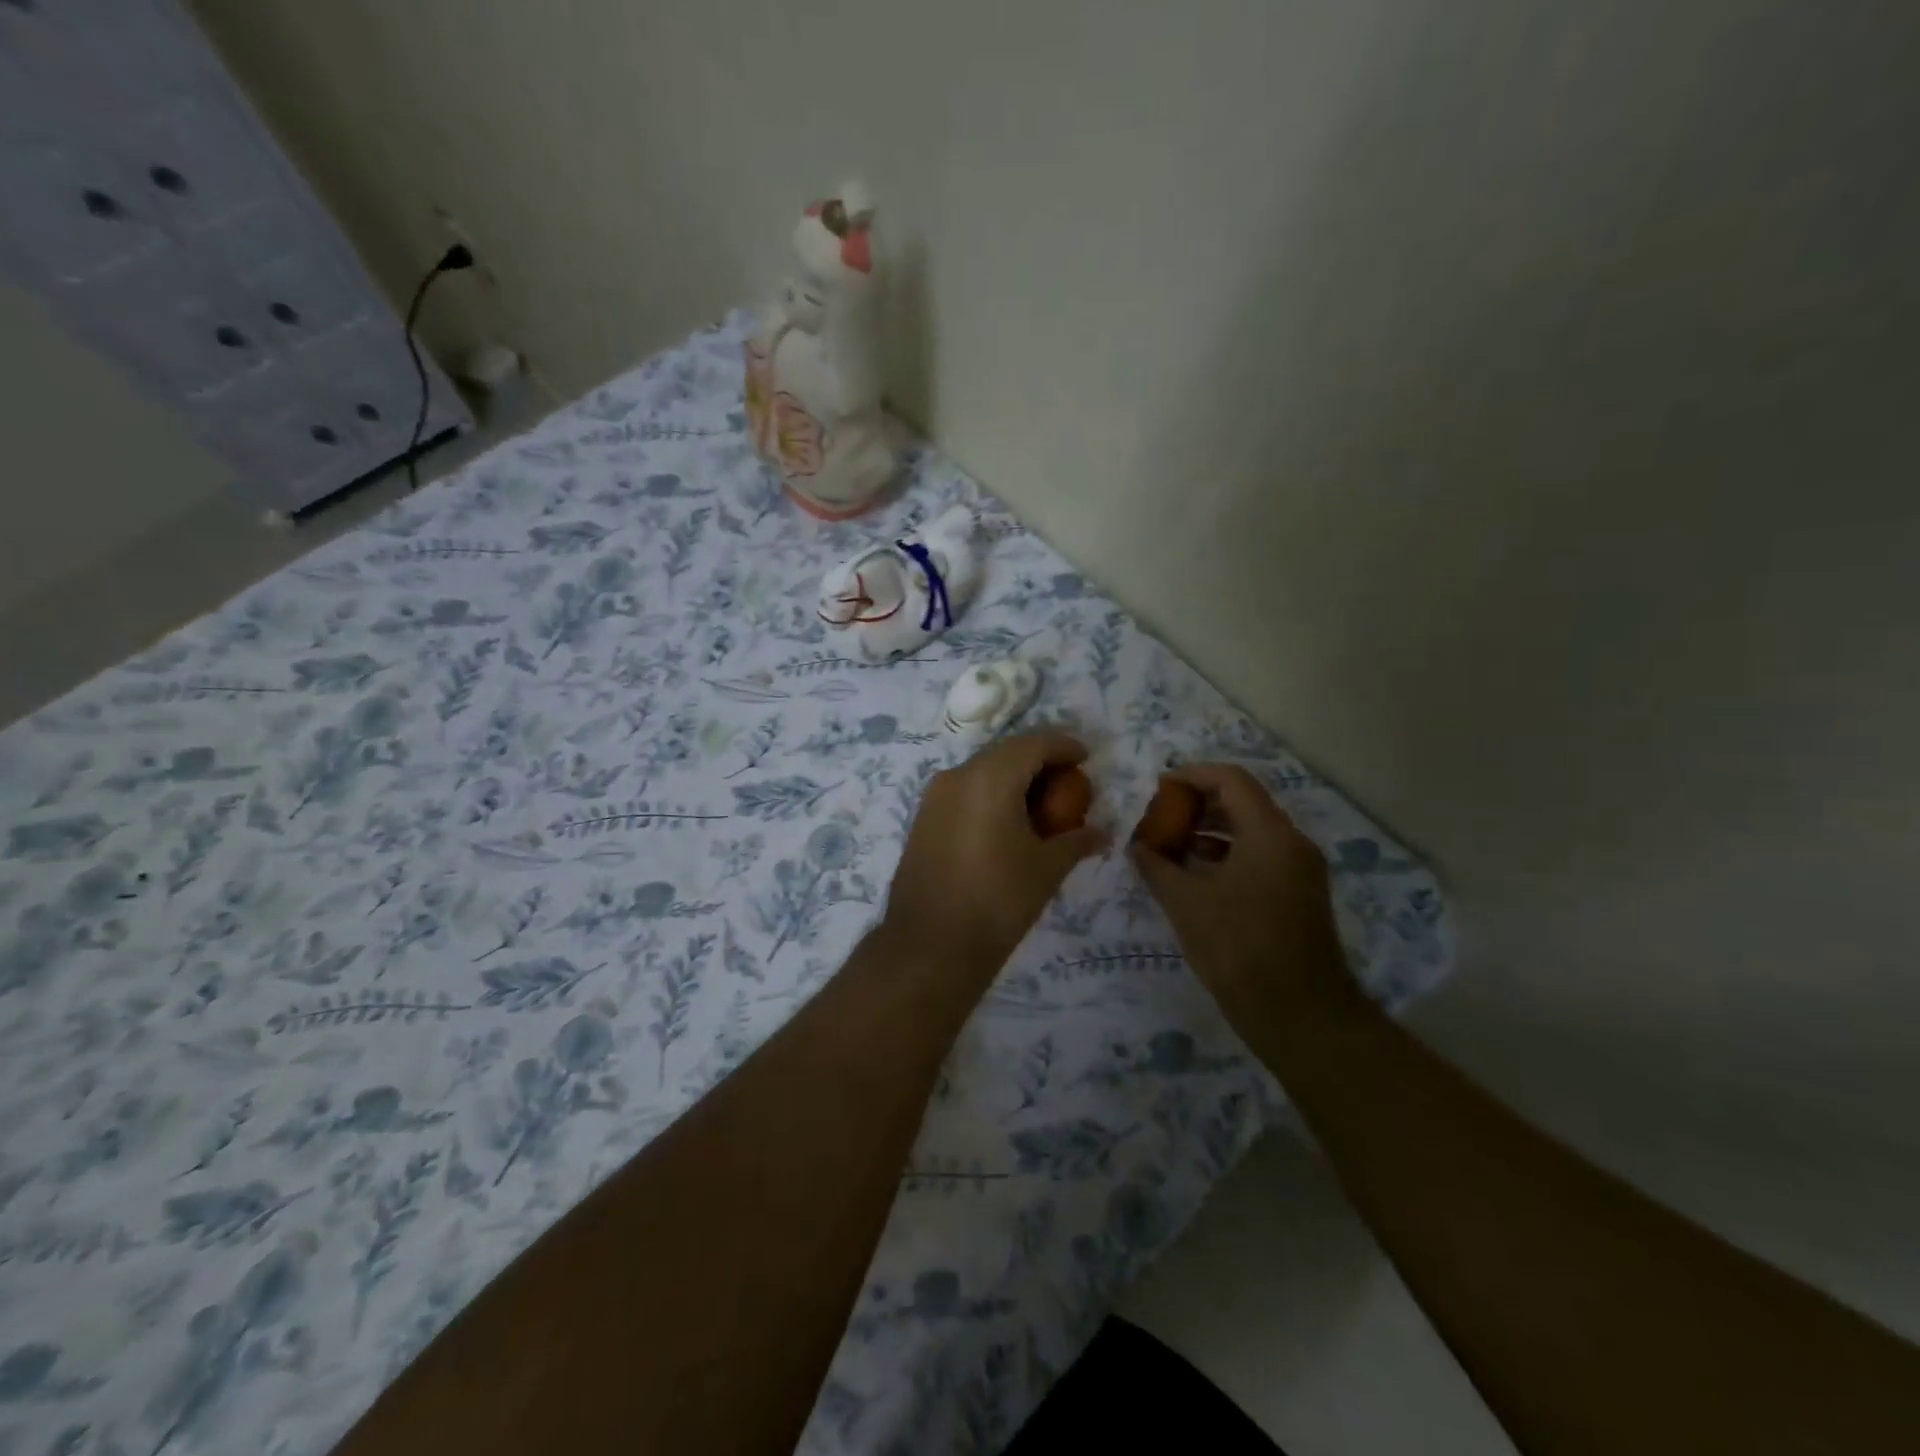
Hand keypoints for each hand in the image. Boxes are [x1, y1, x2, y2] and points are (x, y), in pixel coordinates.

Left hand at [884, 732, 1107, 982]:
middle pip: (1006, 753)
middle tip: (1068, 782)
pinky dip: (990, 796)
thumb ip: (1076, 841)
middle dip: (1039, 761)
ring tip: (1041, 805)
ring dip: (1013, 779)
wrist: (930, 945)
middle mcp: (958, 776)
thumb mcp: (1047, 868)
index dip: (1063, 746)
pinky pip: (964, 792)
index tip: (1086, 757)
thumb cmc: (998, 900)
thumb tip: (1103, 833)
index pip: (1033, 743)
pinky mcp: (923, 820)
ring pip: (982, 772)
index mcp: (990, 778)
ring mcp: (934, 797)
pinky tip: (1008, 823)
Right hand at [1130, 764, 1357, 1038]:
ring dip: (1211, 831)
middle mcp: (1292, 843)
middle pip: (1243, 802)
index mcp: (1270, 834)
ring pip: (1252, 832)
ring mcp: (1300, 870)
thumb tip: (1137, 846)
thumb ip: (1157, 866)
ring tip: (1170, 845)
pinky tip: (1195, 875)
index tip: (1160, 787)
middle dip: (1198, 804)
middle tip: (1161, 816)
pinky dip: (1228, 856)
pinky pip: (1260, 857)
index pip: (1231, 780)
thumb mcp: (1186, 903)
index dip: (1192, 775)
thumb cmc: (1239, 949)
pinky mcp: (1299, 895)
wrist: (1300, 1016)